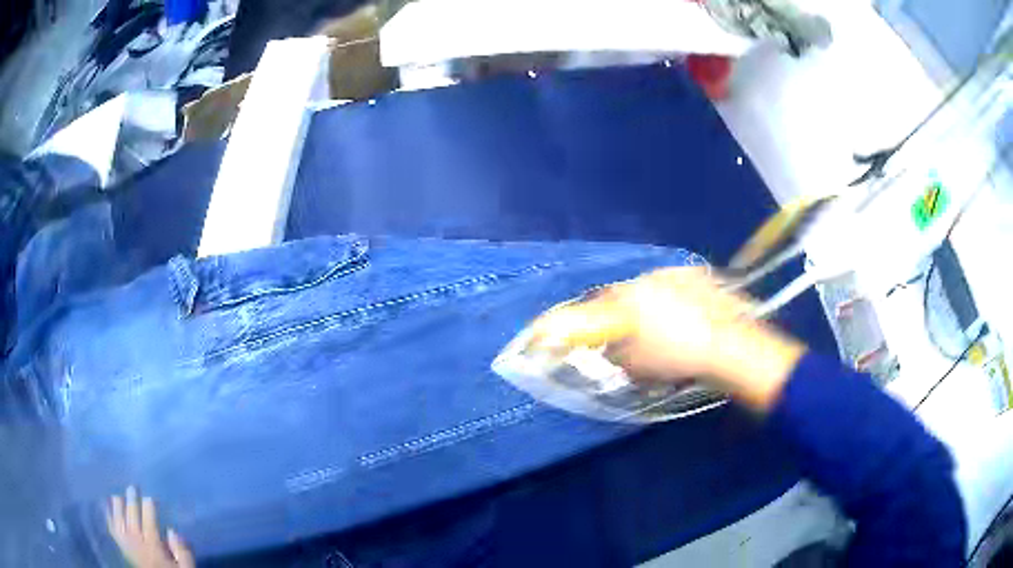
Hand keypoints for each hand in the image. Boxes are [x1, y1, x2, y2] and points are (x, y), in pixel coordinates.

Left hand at [107, 487, 194, 567]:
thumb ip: (182, 552)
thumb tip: (172, 531)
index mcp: (153, 546)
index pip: (149, 521)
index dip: (149, 506)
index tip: (150, 496)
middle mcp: (137, 542)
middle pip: (132, 516)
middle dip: (132, 500)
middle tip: (132, 487)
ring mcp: (126, 543)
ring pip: (119, 518)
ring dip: (118, 505)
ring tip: (119, 494)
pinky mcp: (120, 545)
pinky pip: (111, 526)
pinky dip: (108, 514)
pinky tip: (107, 504)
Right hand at [531, 267, 806, 410]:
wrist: (729, 347)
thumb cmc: (677, 357)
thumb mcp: (635, 365)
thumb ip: (614, 354)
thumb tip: (609, 349)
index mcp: (631, 295)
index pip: (599, 303)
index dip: (592, 319)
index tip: (591, 334)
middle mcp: (651, 277)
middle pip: (627, 294)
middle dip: (625, 314)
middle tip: (632, 338)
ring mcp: (679, 274)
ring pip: (655, 290)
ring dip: (652, 308)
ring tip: (665, 333)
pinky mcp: (703, 278)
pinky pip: (678, 289)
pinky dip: (676, 303)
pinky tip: (688, 323)